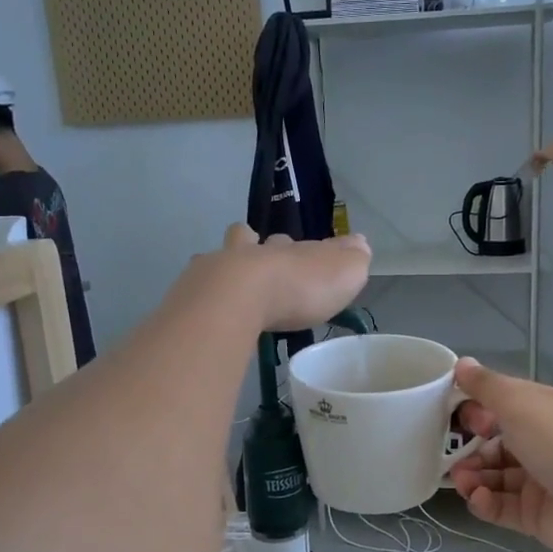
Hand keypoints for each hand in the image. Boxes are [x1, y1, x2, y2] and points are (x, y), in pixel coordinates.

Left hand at [204, 224, 371, 332]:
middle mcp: (251, 253)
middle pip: (249, 240)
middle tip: (261, 264)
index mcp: (287, 249)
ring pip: (219, 259)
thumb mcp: (343, 272)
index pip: (296, 244)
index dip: (301, 251)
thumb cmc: (299, 287)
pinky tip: (205, 311)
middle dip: (254, 248)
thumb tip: (360, 243)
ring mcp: (217, 270)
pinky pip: (196, 289)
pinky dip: (200, 296)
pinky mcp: (193, 293)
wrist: (239, 299)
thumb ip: (353, 259)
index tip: (303, 258)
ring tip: (227, 287)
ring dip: (224, 267)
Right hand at [446, 359, 552, 551]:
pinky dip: (485, 503)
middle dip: (468, 448)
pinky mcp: (536, 515)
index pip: (501, 404)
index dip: (475, 408)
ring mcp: (539, 481)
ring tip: (462, 482)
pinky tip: (478, 500)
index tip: (457, 416)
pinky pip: (501, 506)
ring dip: (472, 477)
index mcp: (542, 410)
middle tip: (452, 457)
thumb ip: (487, 386)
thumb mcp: (521, 405)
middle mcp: (541, 443)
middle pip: (493, 443)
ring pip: (493, 477)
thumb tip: (460, 363)